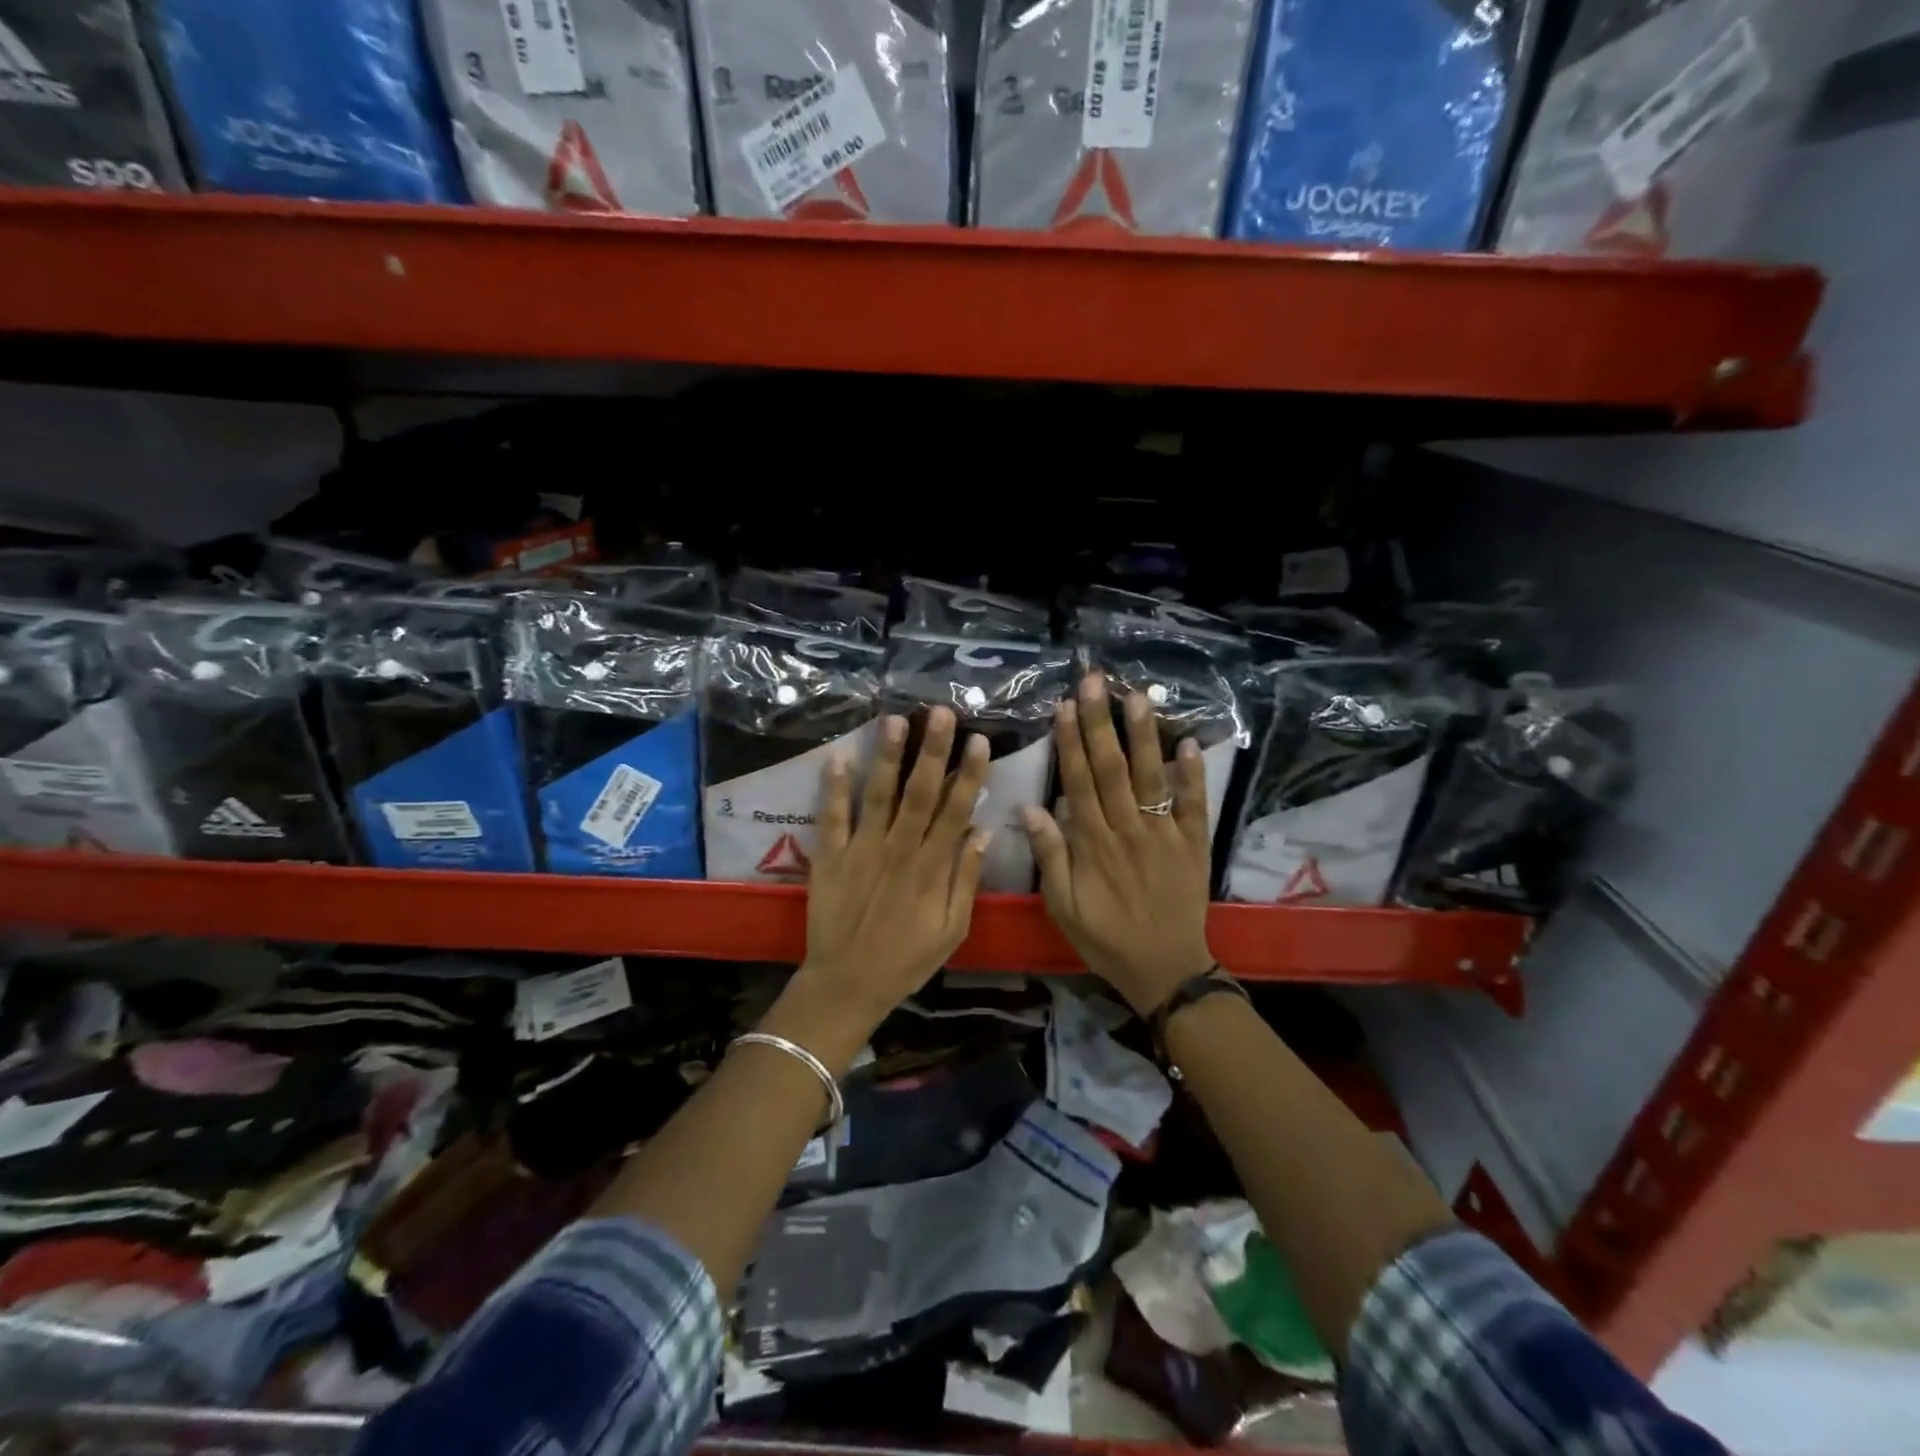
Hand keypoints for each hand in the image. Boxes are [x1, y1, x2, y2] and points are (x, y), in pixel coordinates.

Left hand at [792, 708, 991, 1041]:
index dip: (969, 775)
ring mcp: (862, 851)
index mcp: (932, 868)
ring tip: (895, 721)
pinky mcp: (831, 858)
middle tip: (941, 712)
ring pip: (879, 796)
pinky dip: (834, 789)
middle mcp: (899, 850)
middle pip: (920, 793)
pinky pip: (832, 818)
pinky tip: (838, 758)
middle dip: (932, 751)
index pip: (956, 811)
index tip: (979, 741)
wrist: (848, 984)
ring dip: (888, 758)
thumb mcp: (952, 930)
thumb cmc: (907, 959)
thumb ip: (967, 881)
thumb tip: (983, 832)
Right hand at [1022, 674, 1214, 1016]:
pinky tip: (1189, 742)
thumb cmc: (1105, 938)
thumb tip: (1030, 807)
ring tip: (1138, 696)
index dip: (1071, 742)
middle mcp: (1128, 829)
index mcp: (1093, 843)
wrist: (1164, 969)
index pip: (1078, 781)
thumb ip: (1050, 856)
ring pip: (1151, 776)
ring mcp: (1164, 833)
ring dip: (1144, 735)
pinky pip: (1193, 804)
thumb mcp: (1063, 907)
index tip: (1065, 706)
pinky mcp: (1192, 843)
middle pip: (1112, 768)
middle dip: (1101, 722)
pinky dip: (1193, 774)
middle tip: (1095, 681)